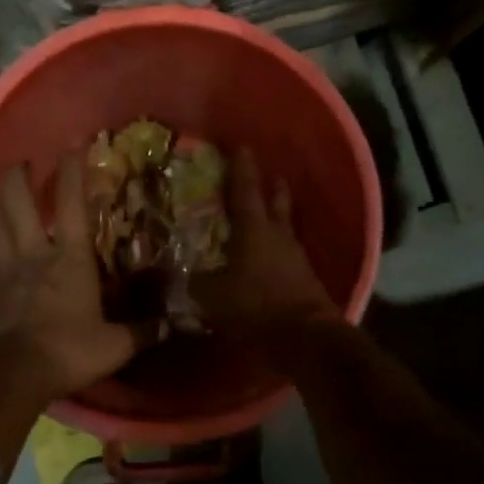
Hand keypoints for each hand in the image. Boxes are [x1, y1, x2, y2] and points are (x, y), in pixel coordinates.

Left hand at [0, 153, 146, 400]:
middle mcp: (33, 254)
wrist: (6, 377)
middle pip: (18, 202)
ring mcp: (4, 271)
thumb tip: (172, 325)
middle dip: (18, 176)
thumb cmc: (66, 352)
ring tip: (2, 188)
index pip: (70, 203)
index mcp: (69, 259)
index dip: (72, 171)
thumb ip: (142, 332)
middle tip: (22, 162)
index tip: (74, 145)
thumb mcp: (114, 347)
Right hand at [196, 147, 339, 332]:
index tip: (242, 146)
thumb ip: (195, 283)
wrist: (306, 336)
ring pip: (286, 226)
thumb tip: (177, 277)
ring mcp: (296, 256)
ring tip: (271, 213)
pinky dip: (280, 248)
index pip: (245, 190)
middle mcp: (278, 235)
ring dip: (279, 216)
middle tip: (270, 174)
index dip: (241, 168)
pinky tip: (273, 255)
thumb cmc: (256, 306)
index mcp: (253, 229)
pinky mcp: (306, 278)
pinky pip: (290, 254)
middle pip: (276, 202)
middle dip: (272, 186)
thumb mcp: (213, 297)